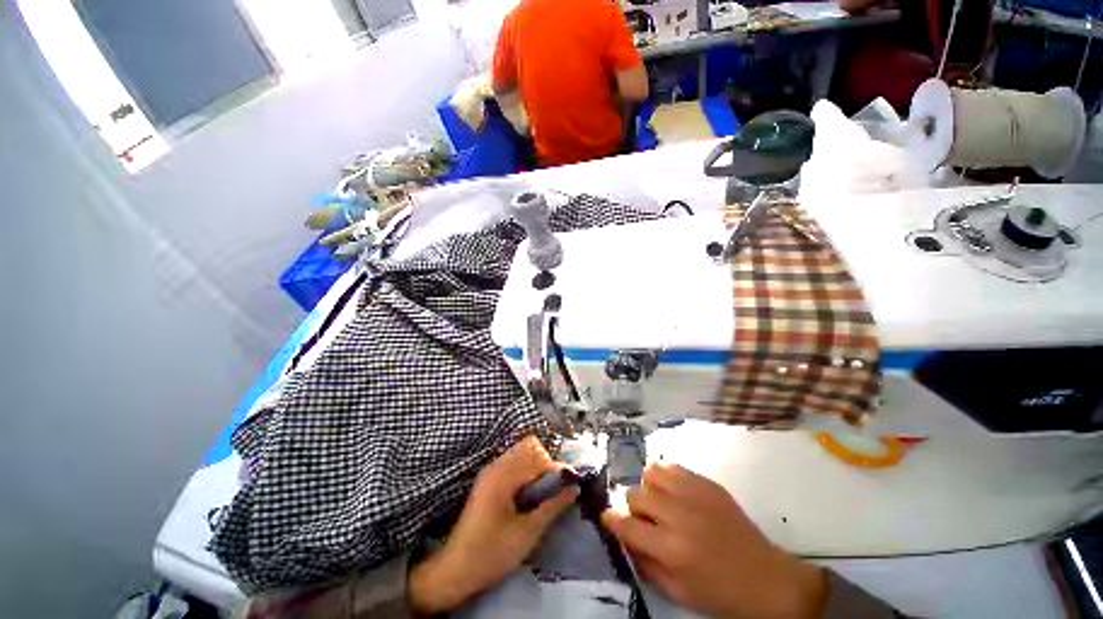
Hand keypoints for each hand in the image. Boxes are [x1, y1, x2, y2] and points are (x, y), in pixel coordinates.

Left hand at [409, 436, 577, 613]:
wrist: (456, 570)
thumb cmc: (492, 553)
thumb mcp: (528, 533)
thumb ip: (553, 506)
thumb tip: (575, 488)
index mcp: (504, 475)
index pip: (538, 455)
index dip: (556, 469)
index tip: (569, 486)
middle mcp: (496, 466)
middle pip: (529, 447)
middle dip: (546, 464)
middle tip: (553, 490)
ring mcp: (490, 472)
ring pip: (521, 454)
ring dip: (536, 468)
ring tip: (543, 494)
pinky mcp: (488, 481)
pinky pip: (513, 464)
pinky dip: (526, 473)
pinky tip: (529, 496)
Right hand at [602, 463, 826, 618]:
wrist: (767, 580)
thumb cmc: (720, 594)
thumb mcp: (678, 593)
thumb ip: (646, 565)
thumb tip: (625, 538)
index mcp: (671, 549)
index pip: (627, 525)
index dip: (612, 520)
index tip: (608, 517)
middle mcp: (679, 516)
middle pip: (636, 494)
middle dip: (633, 507)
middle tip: (645, 519)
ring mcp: (694, 494)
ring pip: (651, 473)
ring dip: (649, 488)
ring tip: (660, 502)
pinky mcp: (708, 484)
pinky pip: (673, 467)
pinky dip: (667, 477)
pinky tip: (675, 492)